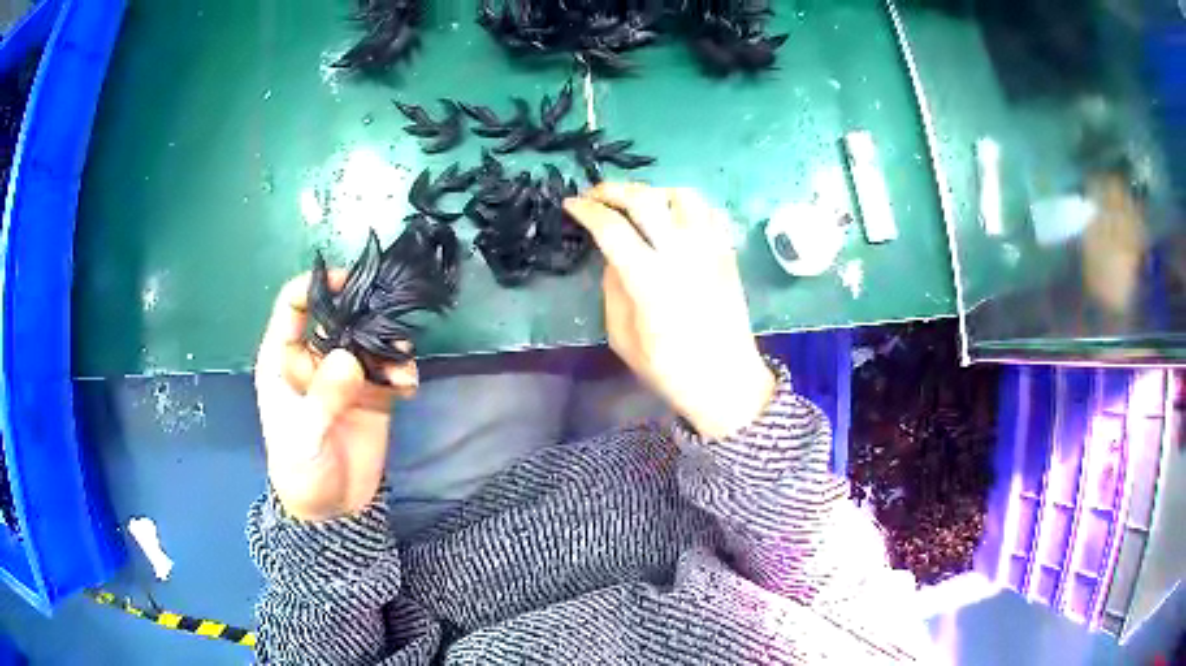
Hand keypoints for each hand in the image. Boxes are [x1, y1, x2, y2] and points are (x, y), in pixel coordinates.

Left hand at [254, 273, 417, 521]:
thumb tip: (348, 360)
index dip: (316, 286)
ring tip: (400, 366)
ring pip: (370, 339)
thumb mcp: (302, 437)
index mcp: (285, 359)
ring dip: (389, 345)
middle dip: (365, 313)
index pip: (294, 306)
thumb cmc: (300, 470)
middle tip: (389, 319)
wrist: (332, 510)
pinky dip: (402, 371)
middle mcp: (316, 359)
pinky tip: (406, 387)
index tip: (348, 282)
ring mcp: (346, 375)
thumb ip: (323, 399)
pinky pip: (391, 369)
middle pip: (340, 316)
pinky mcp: (373, 393)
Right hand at [564, 183, 774, 439]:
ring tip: (637, 205)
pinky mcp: (728, 252)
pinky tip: (672, 217)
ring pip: (681, 195)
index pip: (612, 227)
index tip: (570, 205)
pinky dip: (684, 204)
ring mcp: (710, 249)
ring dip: (652, 192)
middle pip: (644, 199)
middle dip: (612, 189)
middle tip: (595, 195)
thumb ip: (613, 290)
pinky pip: (707, 210)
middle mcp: (681, 254)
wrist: (727, 381)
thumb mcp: (623, 338)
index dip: (586, 210)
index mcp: (649, 280)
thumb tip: (613, 256)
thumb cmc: (670, 369)